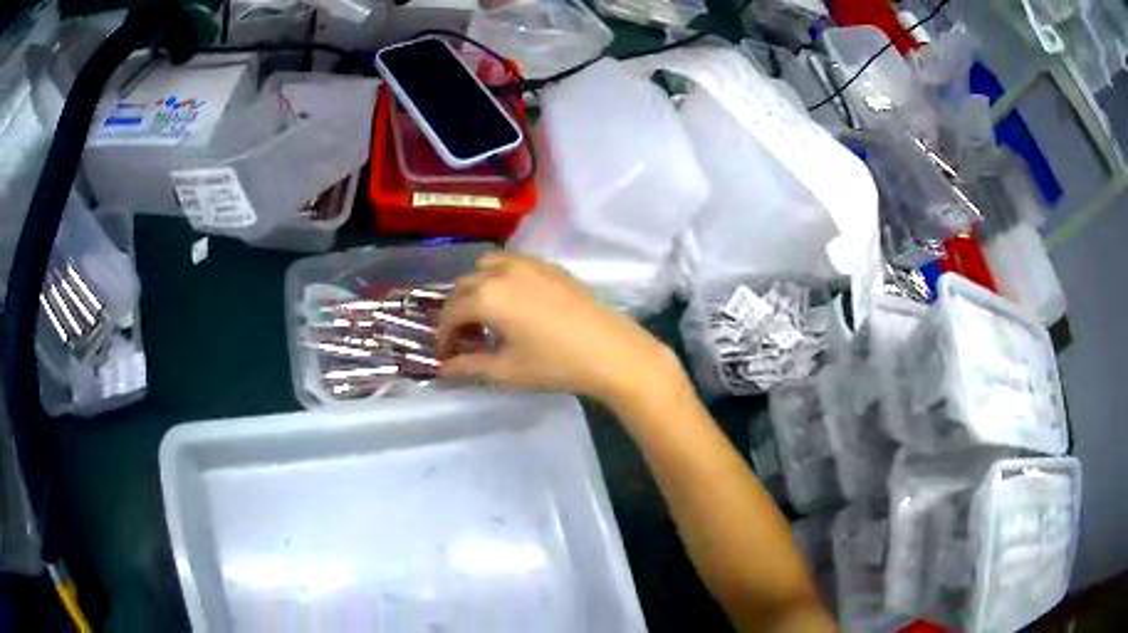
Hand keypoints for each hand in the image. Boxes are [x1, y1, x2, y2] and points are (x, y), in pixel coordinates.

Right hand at [437, 252, 684, 407]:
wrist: (610, 350)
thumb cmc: (554, 364)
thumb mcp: (506, 371)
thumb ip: (468, 367)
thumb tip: (444, 369)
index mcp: (486, 296)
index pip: (450, 314)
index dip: (444, 337)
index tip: (447, 357)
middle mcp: (501, 271)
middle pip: (464, 286)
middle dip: (458, 313)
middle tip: (467, 340)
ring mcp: (527, 263)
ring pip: (486, 267)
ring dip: (477, 288)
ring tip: (487, 316)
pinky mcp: (549, 266)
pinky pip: (512, 263)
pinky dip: (501, 278)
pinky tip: (514, 303)